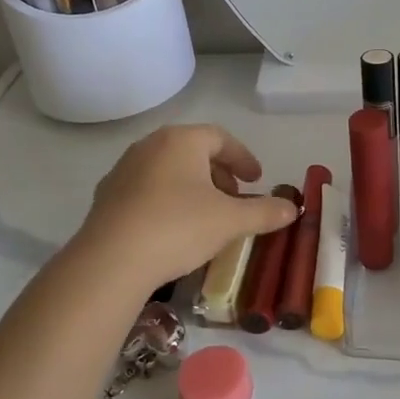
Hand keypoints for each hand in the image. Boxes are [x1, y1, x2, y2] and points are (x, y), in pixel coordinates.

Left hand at [75, 124, 299, 287]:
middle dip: (219, 173)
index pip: (220, 138)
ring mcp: (123, 169)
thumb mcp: (230, 221)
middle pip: (193, 151)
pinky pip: (146, 189)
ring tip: (206, 215)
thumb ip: (264, 212)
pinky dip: (167, 200)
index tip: (257, 180)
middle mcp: (150, 145)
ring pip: (168, 170)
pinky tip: (173, 229)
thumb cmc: (178, 227)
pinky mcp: (107, 196)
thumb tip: (292, 208)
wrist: (111, 260)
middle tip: (235, 199)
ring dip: (193, 187)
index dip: (243, 158)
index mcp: (181, 140)